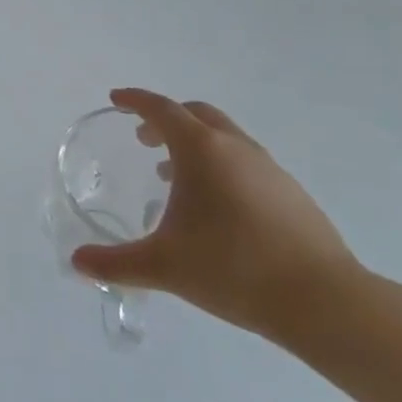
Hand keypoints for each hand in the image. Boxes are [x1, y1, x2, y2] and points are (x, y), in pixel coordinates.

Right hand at [70, 88, 359, 344]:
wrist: (324, 302)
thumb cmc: (233, 269)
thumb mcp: (164, 267)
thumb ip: (116, 263)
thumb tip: (77, 262)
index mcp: (201, 150)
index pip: (161, 109)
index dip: (135, 100)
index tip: (116, 99)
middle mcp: (235, 148)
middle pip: (196, 114)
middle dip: (166, 119)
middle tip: (144, 138)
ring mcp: (269, 168)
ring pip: (225, 137)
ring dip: (196, 144)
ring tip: (174, 176)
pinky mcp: (292, 194)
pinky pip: (246, 162)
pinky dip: (222, 166)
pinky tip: (217, 208)